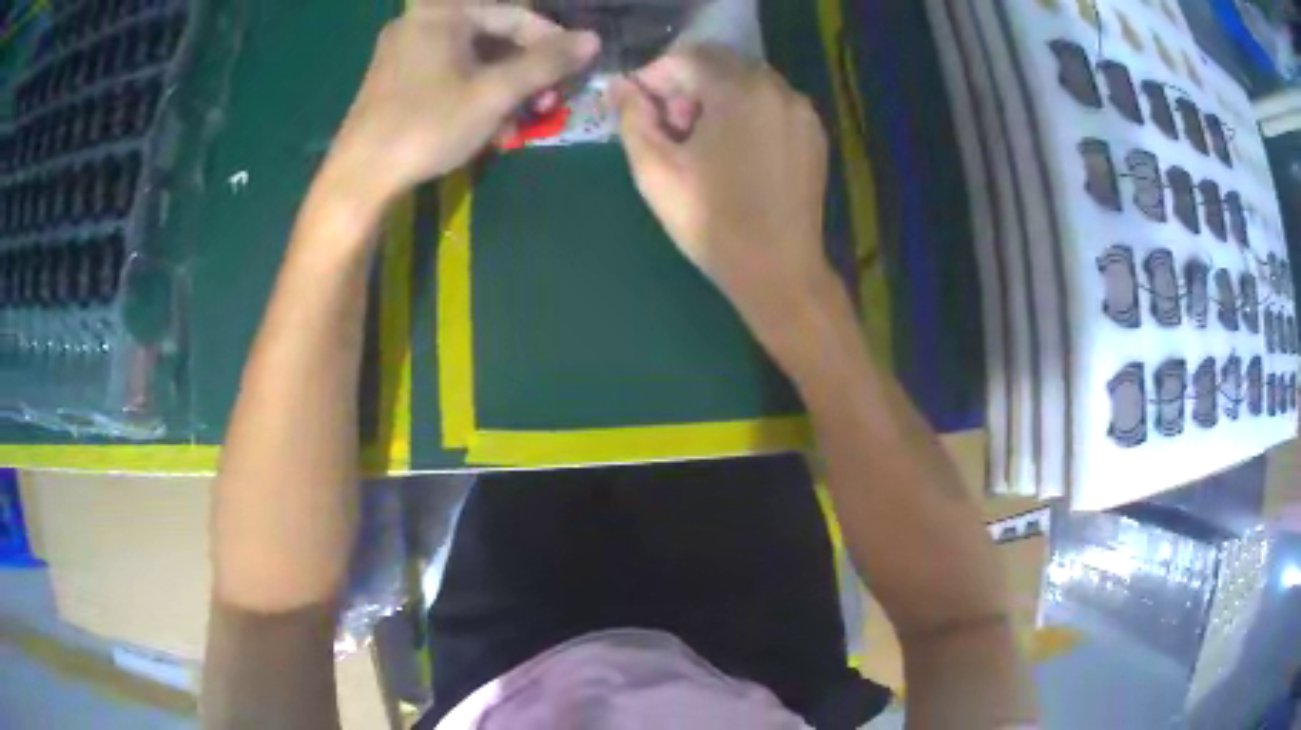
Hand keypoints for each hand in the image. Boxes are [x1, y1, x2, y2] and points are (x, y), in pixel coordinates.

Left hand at [323, 2, 599, 210]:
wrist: (359, 178)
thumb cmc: (427, 126)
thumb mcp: (494, 93)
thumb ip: (545, 63)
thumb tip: (592, 39)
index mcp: (443, 12)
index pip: (515, 15)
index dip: (552, 42)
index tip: (576, 71)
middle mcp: (421, 21)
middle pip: (492, 35)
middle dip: (525, 70)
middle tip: (546, 102)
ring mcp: (404, 49)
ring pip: (472, 58)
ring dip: (503, 87)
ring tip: (520, 121)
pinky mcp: (395, 77)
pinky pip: (448, 73)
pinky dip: (474, 92)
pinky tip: (488, 124)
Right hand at [612, 46, 833, 339]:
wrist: (778, 270)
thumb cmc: (710, 221)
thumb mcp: (655, 170)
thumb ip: (632, 117)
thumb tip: (619, 85)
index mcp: (738, 91)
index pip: (688, 57)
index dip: (657, 76)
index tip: (641, 108)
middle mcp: (777, 89)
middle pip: (720, 64)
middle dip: (688, 85)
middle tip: (672, 128)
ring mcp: (802, 111)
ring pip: (748, 81)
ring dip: (718, 97)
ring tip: (704, 143)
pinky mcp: (815, 133)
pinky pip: (772, 103)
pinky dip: (747, 112)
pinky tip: (736, 151)